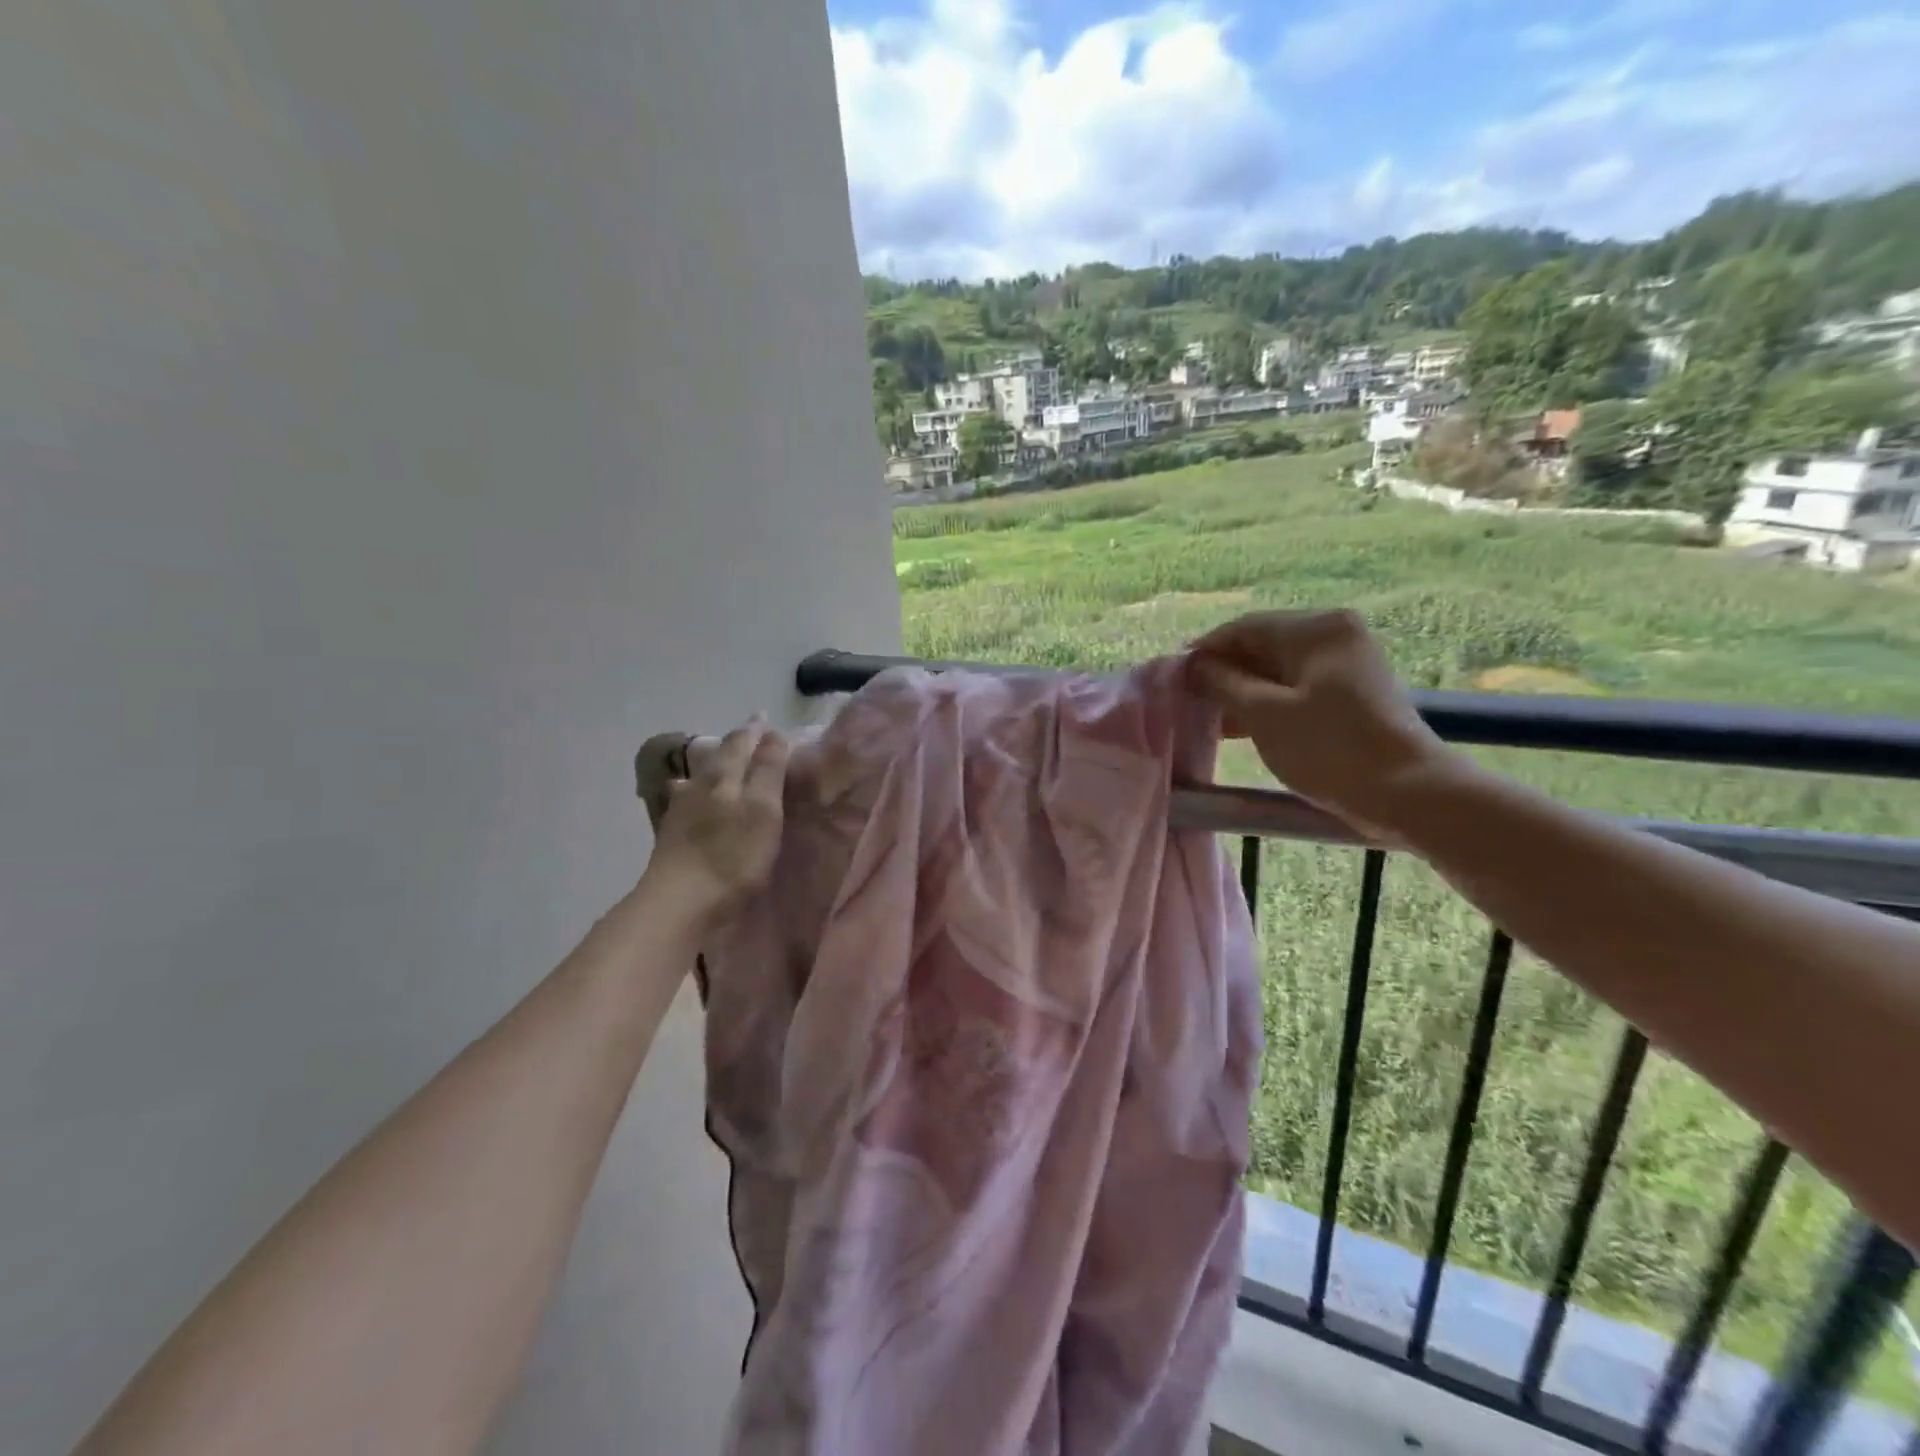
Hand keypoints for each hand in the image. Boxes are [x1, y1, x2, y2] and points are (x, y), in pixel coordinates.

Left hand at [644, 716, 789, 927]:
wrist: (678, 905)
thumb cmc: (731, 856)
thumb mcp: (763, 810)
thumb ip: (768, 770)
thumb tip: (773, 734)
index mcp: (722, 776)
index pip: (740, 742)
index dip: (755, 730)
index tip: (765, 718)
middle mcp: (697, 786)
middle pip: (717, 757)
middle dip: (735, 745)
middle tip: (750, 737)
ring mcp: (679, 811)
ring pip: (699, 778)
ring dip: (713, 768)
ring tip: (723, 765)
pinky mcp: (671, 837)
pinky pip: (688, 801)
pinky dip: (698, 793)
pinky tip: (691, 799)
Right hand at [1188, 609, 1464, 837]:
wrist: (1409, 793)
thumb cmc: (1329, 748)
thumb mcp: (1264, 714)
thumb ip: (1222, 683)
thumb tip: (1194, 666)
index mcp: (1316, 628)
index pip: (1243, 628)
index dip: (1204, 651)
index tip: (1172, 678)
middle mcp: (1334, 634)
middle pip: (1262, 646)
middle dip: (1223, 673)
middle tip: (1188, 701)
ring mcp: (1347, 664)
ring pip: (1278, 670)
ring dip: (1242, 691)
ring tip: (1208, 718)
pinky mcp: (1353, 692)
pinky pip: (1297, 687)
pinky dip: (1268, 703)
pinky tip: (1240, 727)